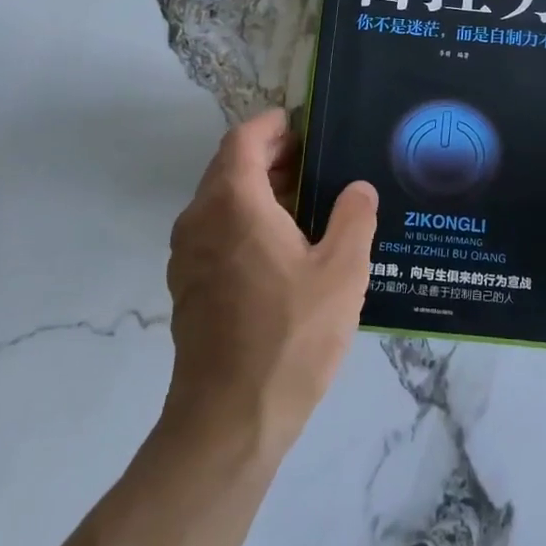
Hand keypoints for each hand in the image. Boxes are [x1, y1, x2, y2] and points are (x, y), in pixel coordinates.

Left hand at [163, 109, 377, 458]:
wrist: (229, 421)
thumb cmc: (290, 336)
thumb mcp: (342, 272)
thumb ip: (354, 219)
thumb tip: (358, 188)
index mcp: (234, 204)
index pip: (243, 139)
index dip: (271, 124)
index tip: (303, 124)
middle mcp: (200, 220)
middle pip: (229, 166)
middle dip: (269, 155)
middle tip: (314, 161)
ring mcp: (187, 256)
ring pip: (219, 200)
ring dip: (256, 188)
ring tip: (304, 201)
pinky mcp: (187, 287)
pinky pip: (214, 232)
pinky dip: (243, 219)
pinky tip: (281, 246)